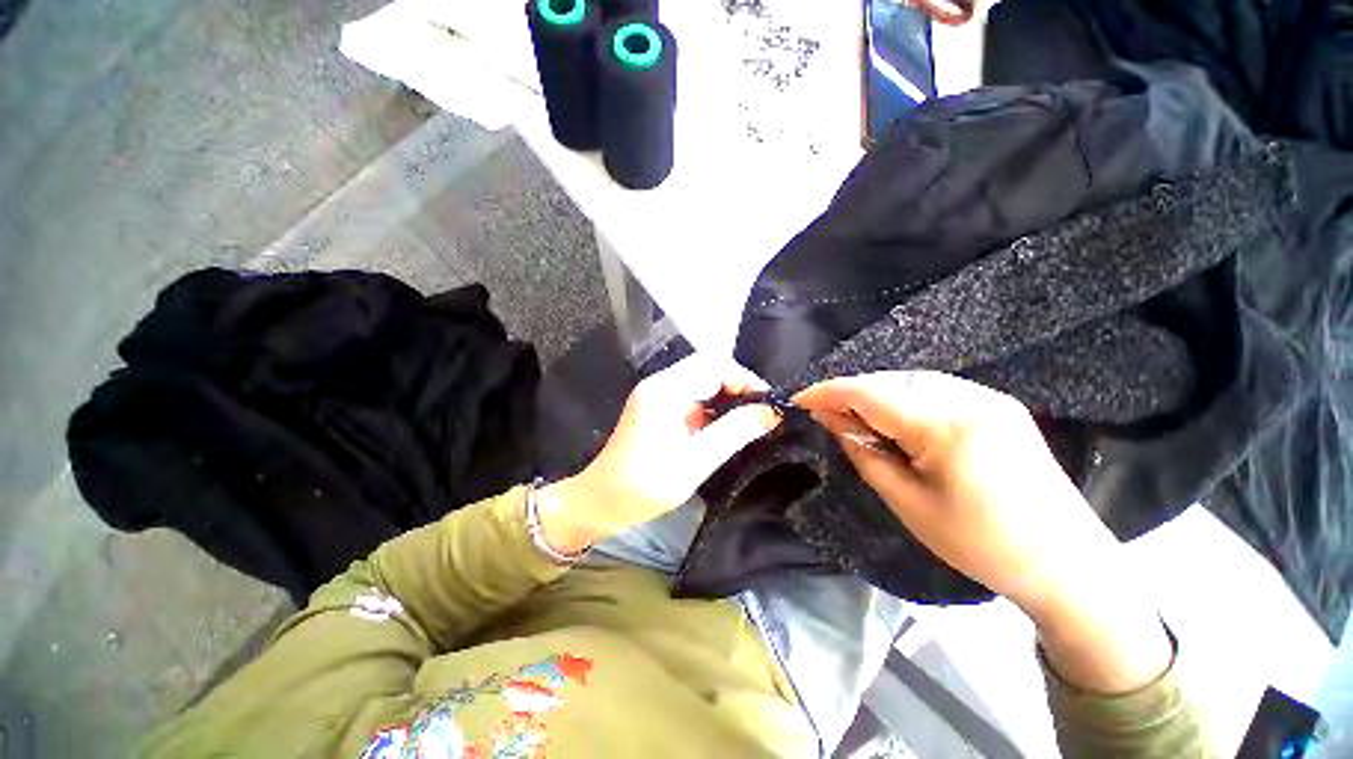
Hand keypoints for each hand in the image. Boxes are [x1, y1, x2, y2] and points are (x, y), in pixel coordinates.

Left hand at [536, 356, 780, 554]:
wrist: (601, 501)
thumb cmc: (644, 486)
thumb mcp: (696, 462)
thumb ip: (735, 433)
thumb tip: (772, 412)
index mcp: (665, 391)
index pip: (714, 365)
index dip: (745, 380)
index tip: (768, 404)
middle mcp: (660, 383)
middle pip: (709, 367)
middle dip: (738, 385)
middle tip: (761, 412)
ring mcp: (657, 393)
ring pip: (703, 379)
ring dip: (727, 395)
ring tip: (750, 419)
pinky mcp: (658, 405)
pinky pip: (693, 394)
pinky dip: (714, 405)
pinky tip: (726, 424)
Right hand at [795, 372, 1171, 692]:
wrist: (1066, 563)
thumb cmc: (979, 544)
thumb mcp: (907, 502)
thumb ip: (863, 451)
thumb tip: (829, 417)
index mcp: (947, 426)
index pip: (870, 393)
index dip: (828, 392)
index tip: (799, 399)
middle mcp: (970, 398)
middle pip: (890, 380)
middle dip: (851, 393)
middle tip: (827, 416)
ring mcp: (990, 397)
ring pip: (911, 380)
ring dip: (877, 395)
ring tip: (857, 420)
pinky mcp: (1000, 405)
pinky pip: (936, 388)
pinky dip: (905, 398)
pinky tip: (896, 420)